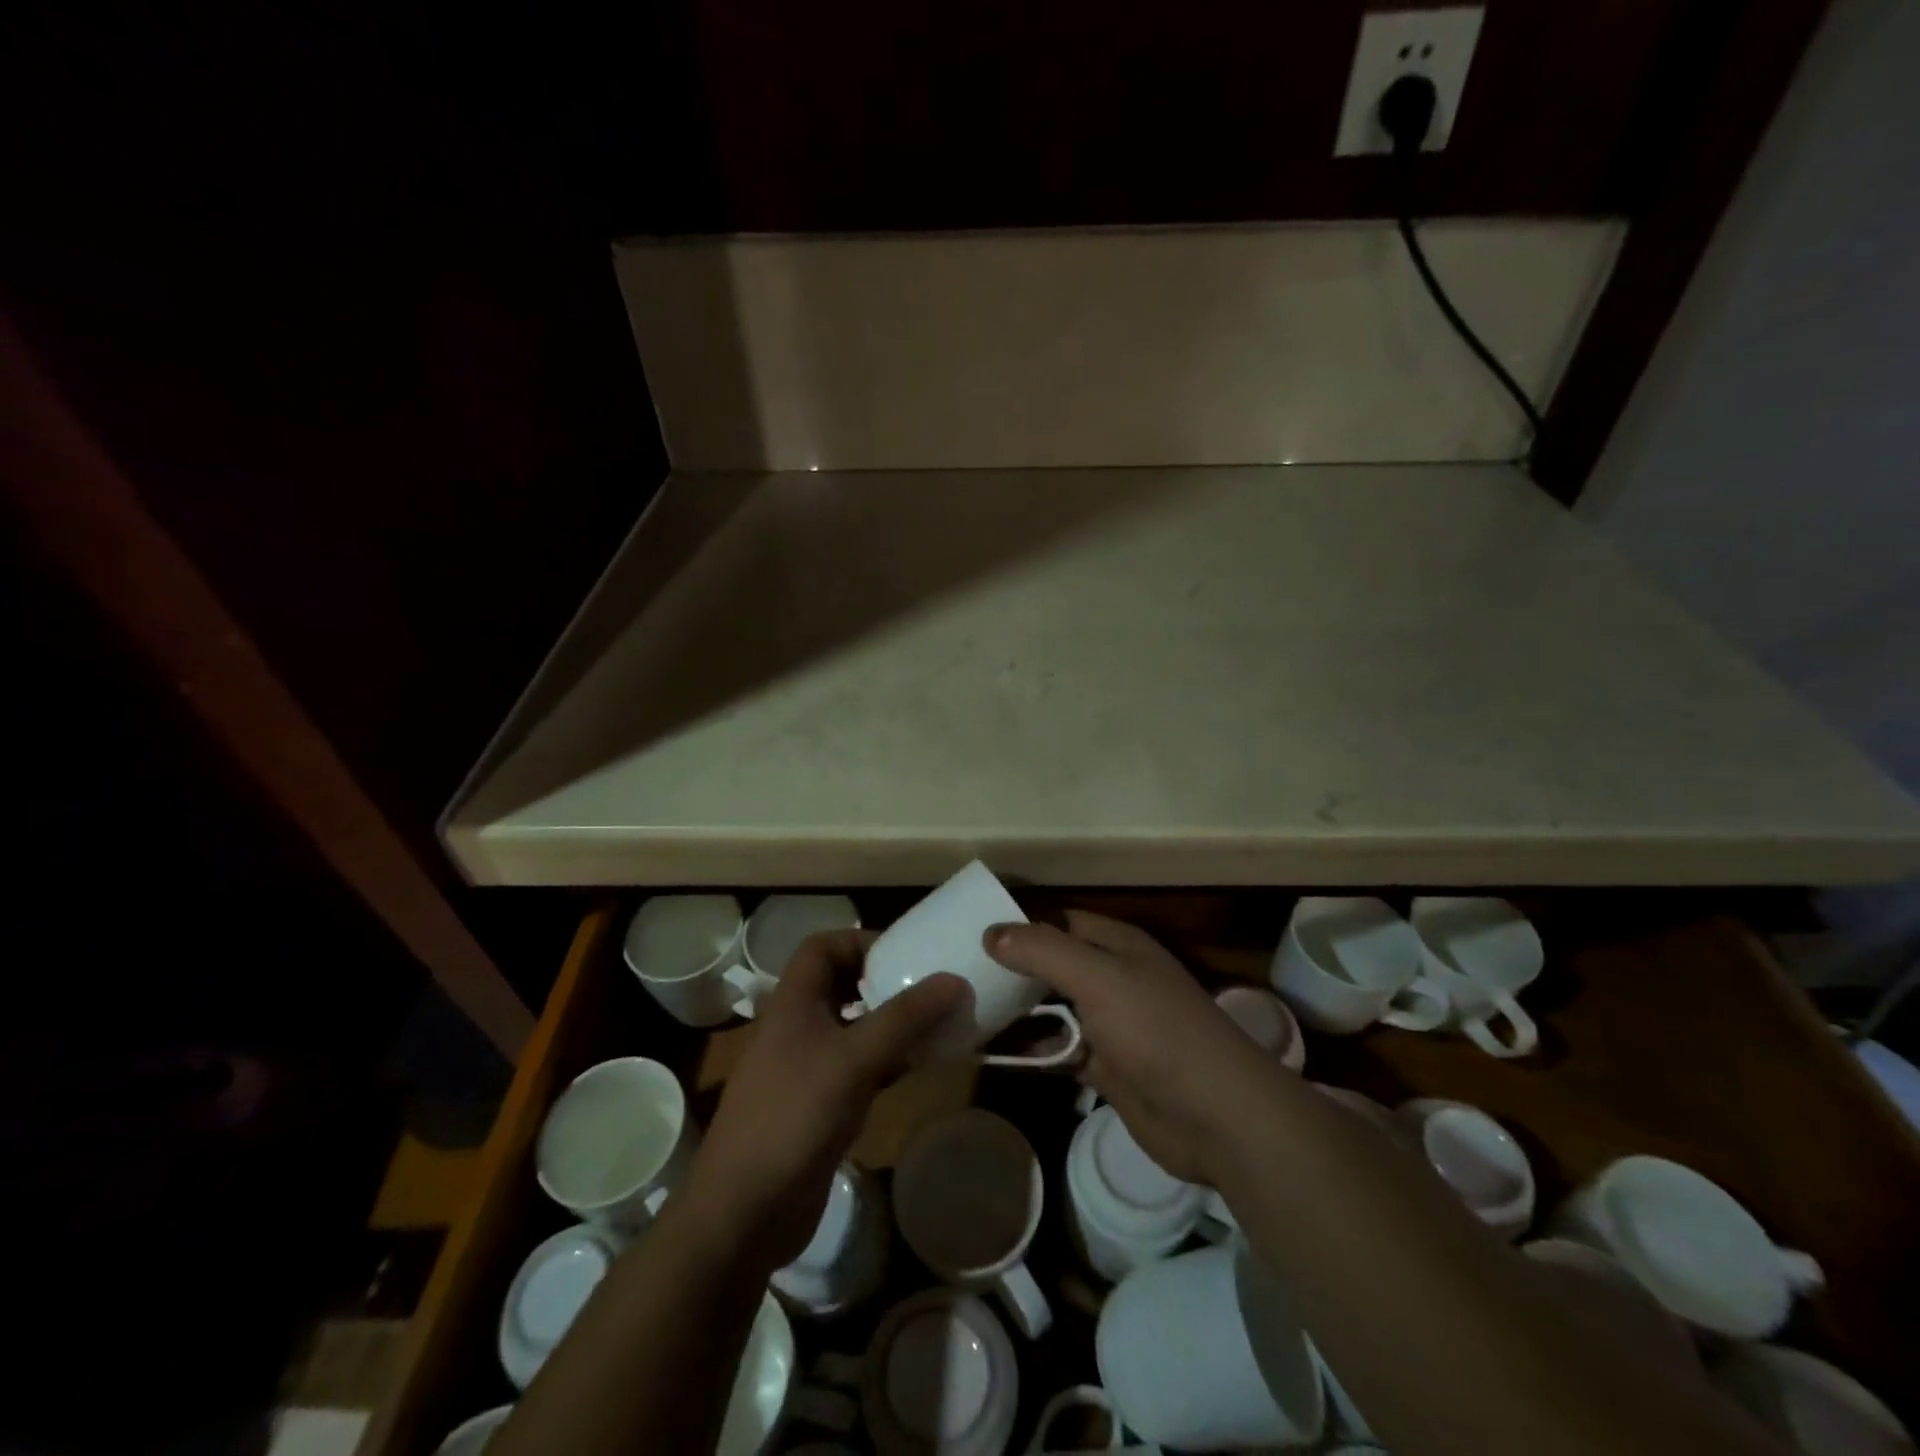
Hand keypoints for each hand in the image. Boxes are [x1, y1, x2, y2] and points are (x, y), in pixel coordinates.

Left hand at [683, 930, 966, 1268]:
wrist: (744, 1213)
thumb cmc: (794, 1117)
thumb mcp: (854, 1060)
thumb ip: (905, 1019)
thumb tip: (955, 980)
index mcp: (793, 1003)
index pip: (822, 947)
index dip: (859, 941)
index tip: (903, 955)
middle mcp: (797, 1028)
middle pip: (840, 985)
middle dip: (882, 981)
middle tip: (927, 988)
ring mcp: (806, 1069)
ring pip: (852, 1028)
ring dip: (889, 1023)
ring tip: (935, 1023)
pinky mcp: (818, 1106)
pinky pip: (858, 1068)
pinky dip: (887, 1061)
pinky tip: (920, 1067)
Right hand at [985, 912, 1284, 1185]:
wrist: (1217, 1116)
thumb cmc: (1157, 1031)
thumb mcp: (1099, 978)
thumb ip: (1044, 951)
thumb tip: (991, 932)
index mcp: (1117, 945)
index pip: (1059, 922)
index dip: (1020, 924)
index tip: (971, 931)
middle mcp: (1113, 978)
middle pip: (1053, 966)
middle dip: (1012, 970)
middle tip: (957, 973)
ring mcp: (1110, 1025)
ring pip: (1053, 1010)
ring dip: (1017, 1012)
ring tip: (964, 1012)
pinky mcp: (1107, 1069)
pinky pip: (1059, 1051)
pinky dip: (1031, 1051)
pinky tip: (993, 1054)